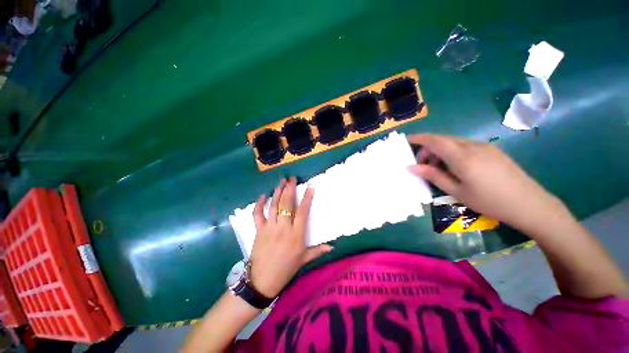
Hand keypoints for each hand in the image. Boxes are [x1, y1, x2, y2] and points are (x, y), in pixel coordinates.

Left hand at [249, 177, 332, 297]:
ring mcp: (269, 227)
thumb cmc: (286, 269)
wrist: (262, 281)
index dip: (307, 198)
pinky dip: (259, 204)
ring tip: (281, 181)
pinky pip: (258, 214)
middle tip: (292, 178)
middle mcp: (283, 227)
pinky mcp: (259, 230)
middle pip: (287, 204)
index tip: (310, 187)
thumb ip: (318, 251)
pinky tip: (263, 195)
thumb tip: (332, 247)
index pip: (303, 211)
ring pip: (274, 205)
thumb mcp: (304, 260)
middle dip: (290, 189)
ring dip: (277, 191)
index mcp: (296, 234)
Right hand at [407, 134, 566, 232]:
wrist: (530, 204)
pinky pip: (465, 146)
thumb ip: (433, 176)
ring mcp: (485, 146)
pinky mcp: (492, 150)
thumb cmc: (489, 201)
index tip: (407, 140)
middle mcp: (473, 146)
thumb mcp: (457, 191)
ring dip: (440, 151)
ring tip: (437, 168)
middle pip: (443, 140)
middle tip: (421, 164)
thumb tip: (411, 167)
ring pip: (454, 142)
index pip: (435, 141)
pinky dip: (452, 152)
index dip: (419, 138)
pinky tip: (454, 167)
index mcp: (463, 157)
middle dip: (428, 148)